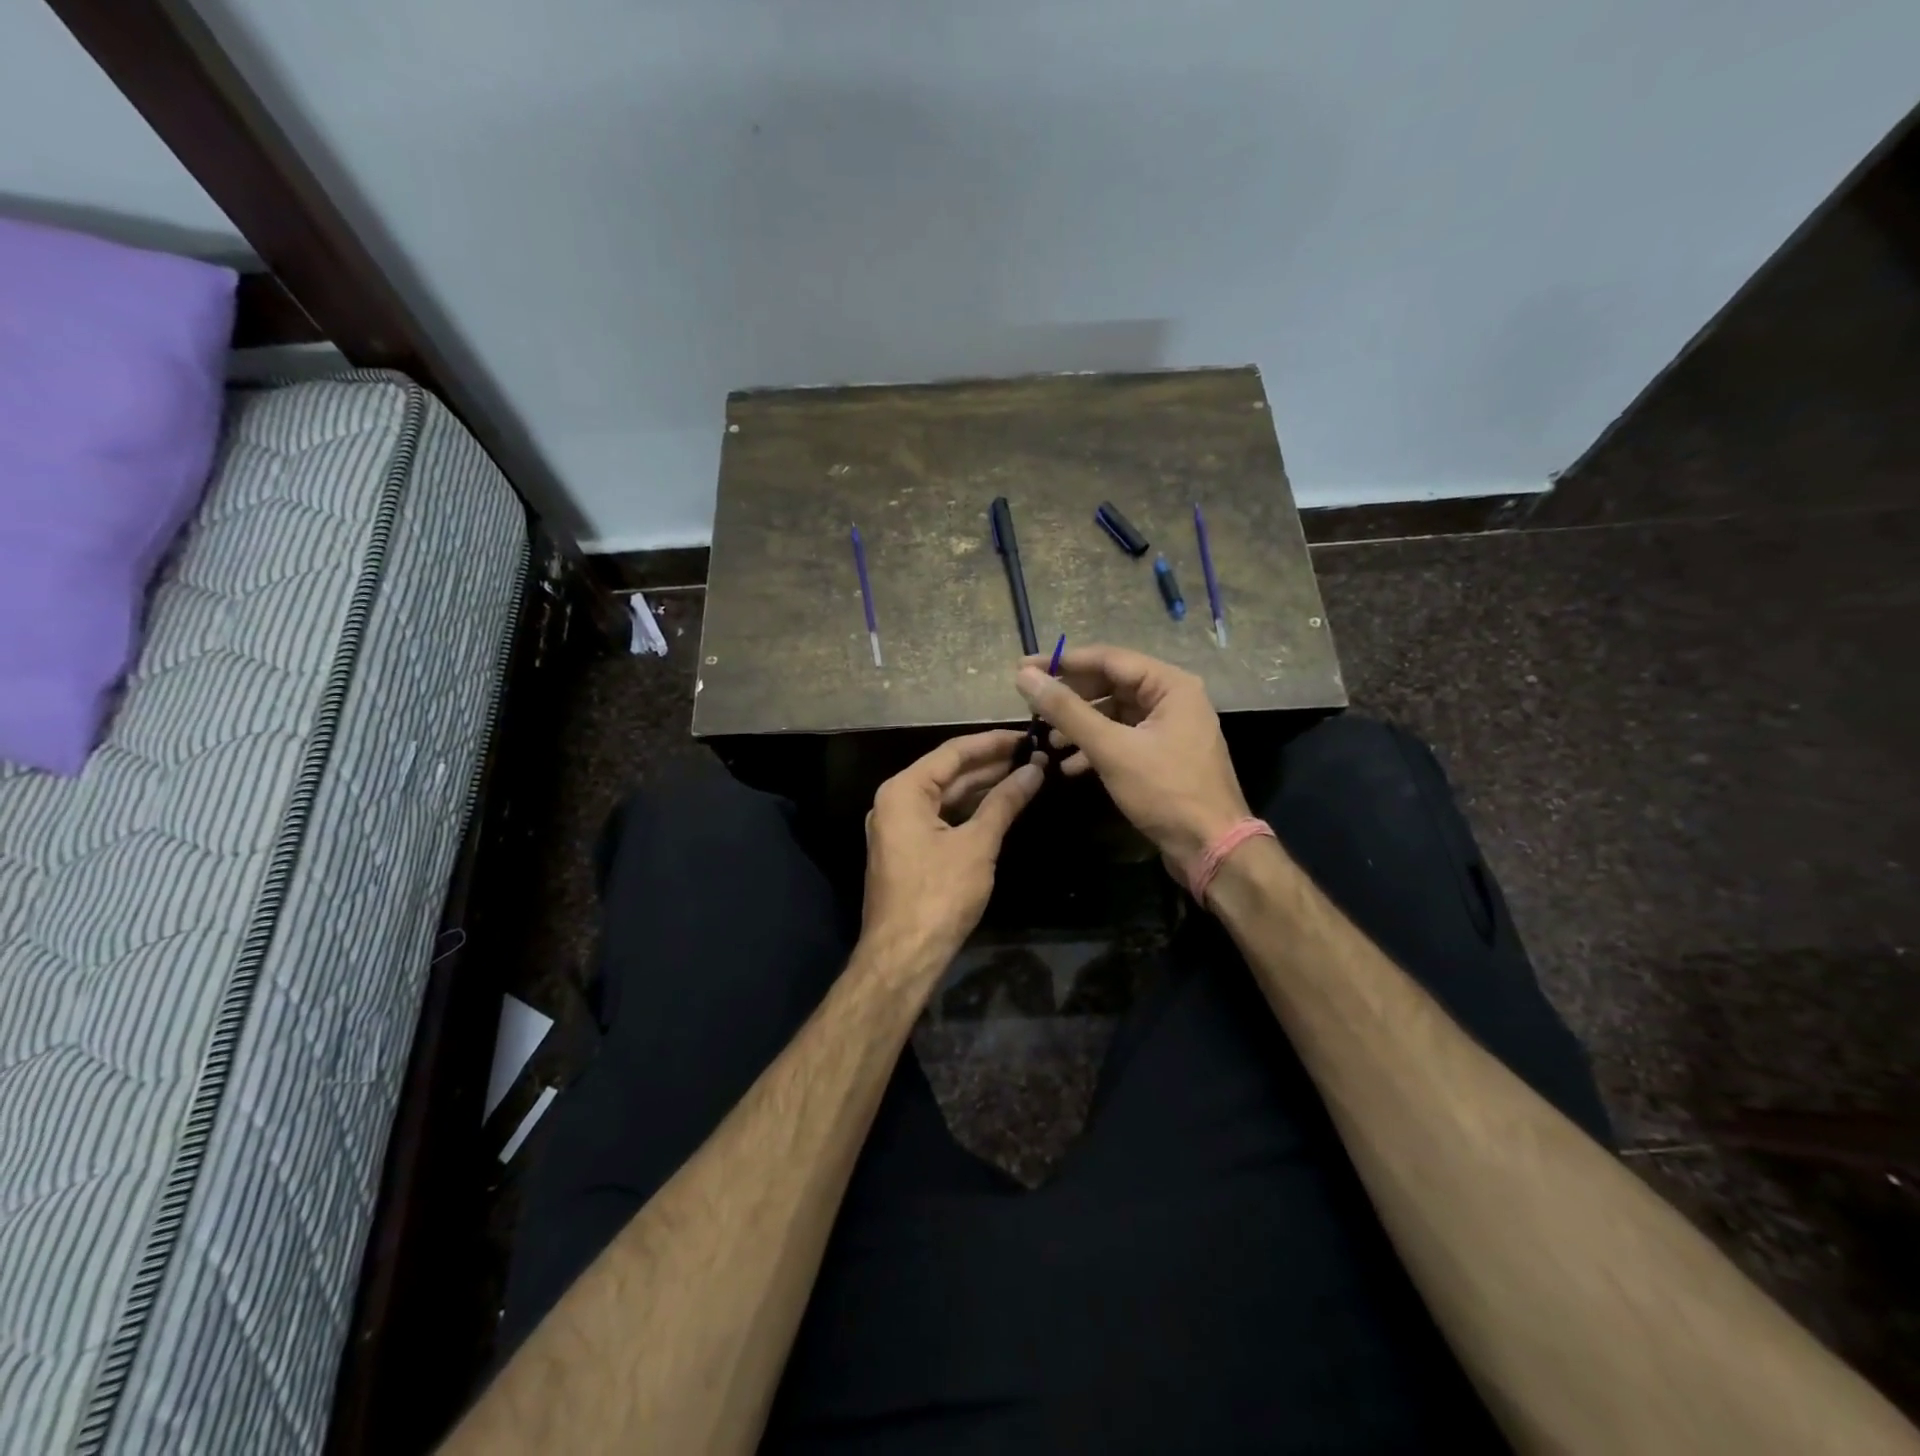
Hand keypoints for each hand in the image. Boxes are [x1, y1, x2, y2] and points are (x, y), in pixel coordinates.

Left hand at [862, 730, 1044, 972]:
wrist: (904, 955)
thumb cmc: (939, 894)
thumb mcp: (977, 844)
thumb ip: (1004, 802)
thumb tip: (1034, 770)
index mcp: (903, 791)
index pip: (952, 752)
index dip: (992, 742)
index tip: (1026, 735)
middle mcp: (895, 801)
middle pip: (947, 772)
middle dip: (989, 764)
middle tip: (1032, 754)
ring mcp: (899, 827)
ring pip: (946, 797)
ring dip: (982, 787)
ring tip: (1024, 774)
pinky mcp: (908, 850)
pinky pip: (941, 818)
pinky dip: (969, 811)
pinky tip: (999, 805)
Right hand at [1015, 645, 1250, 885]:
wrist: (1211, 848)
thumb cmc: (1165, 791)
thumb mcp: (1111, 749)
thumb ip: (1066, 710)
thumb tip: (1025, 677)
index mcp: (1171, 685)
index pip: (1108, 659)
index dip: (1063, 662)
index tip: (1024, 667)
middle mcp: (1174, 698)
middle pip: (1111, 684)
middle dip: (1071, 697)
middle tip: (1032, 706)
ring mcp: (1171, 727)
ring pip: (1115, 713)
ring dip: (1080, 725)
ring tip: (1048, 741)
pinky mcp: (1165, 754)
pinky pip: (1124, 737)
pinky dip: (1097, 747)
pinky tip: (1071, 765)